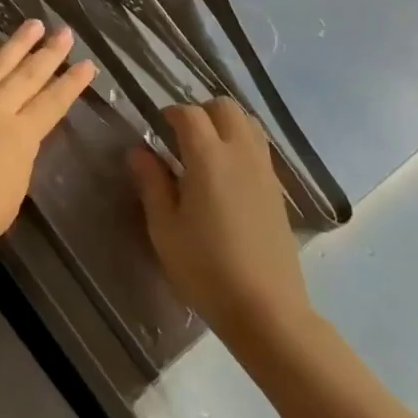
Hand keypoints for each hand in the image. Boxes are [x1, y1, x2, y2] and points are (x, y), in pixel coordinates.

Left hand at [0, 20, 94, 273]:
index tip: (87, 64)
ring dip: (17, 43)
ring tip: (33, 24)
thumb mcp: (10, 196)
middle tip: (65, 32)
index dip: (72, 84)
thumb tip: (18, 138)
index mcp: (18, 136)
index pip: (52, 103)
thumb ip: (19, 160)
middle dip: (49, 52)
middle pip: (27, 75)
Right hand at [129, 100, 310, 340]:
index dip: (170, 113)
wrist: (265, 309)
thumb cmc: (205, 269)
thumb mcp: (164, 228)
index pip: (189, 114)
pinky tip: (226, 174)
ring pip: (248, 123)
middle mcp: (240, 154)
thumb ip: (151, 183)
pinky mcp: (278, 190)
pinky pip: (259, 147)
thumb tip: (139, 152)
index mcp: (208, 158)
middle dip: (201, 111)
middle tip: (180, 135)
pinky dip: (241, 143)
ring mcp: (264, 171)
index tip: (156, 127)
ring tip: (204, 150)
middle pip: (225, 107)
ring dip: (224, 124)